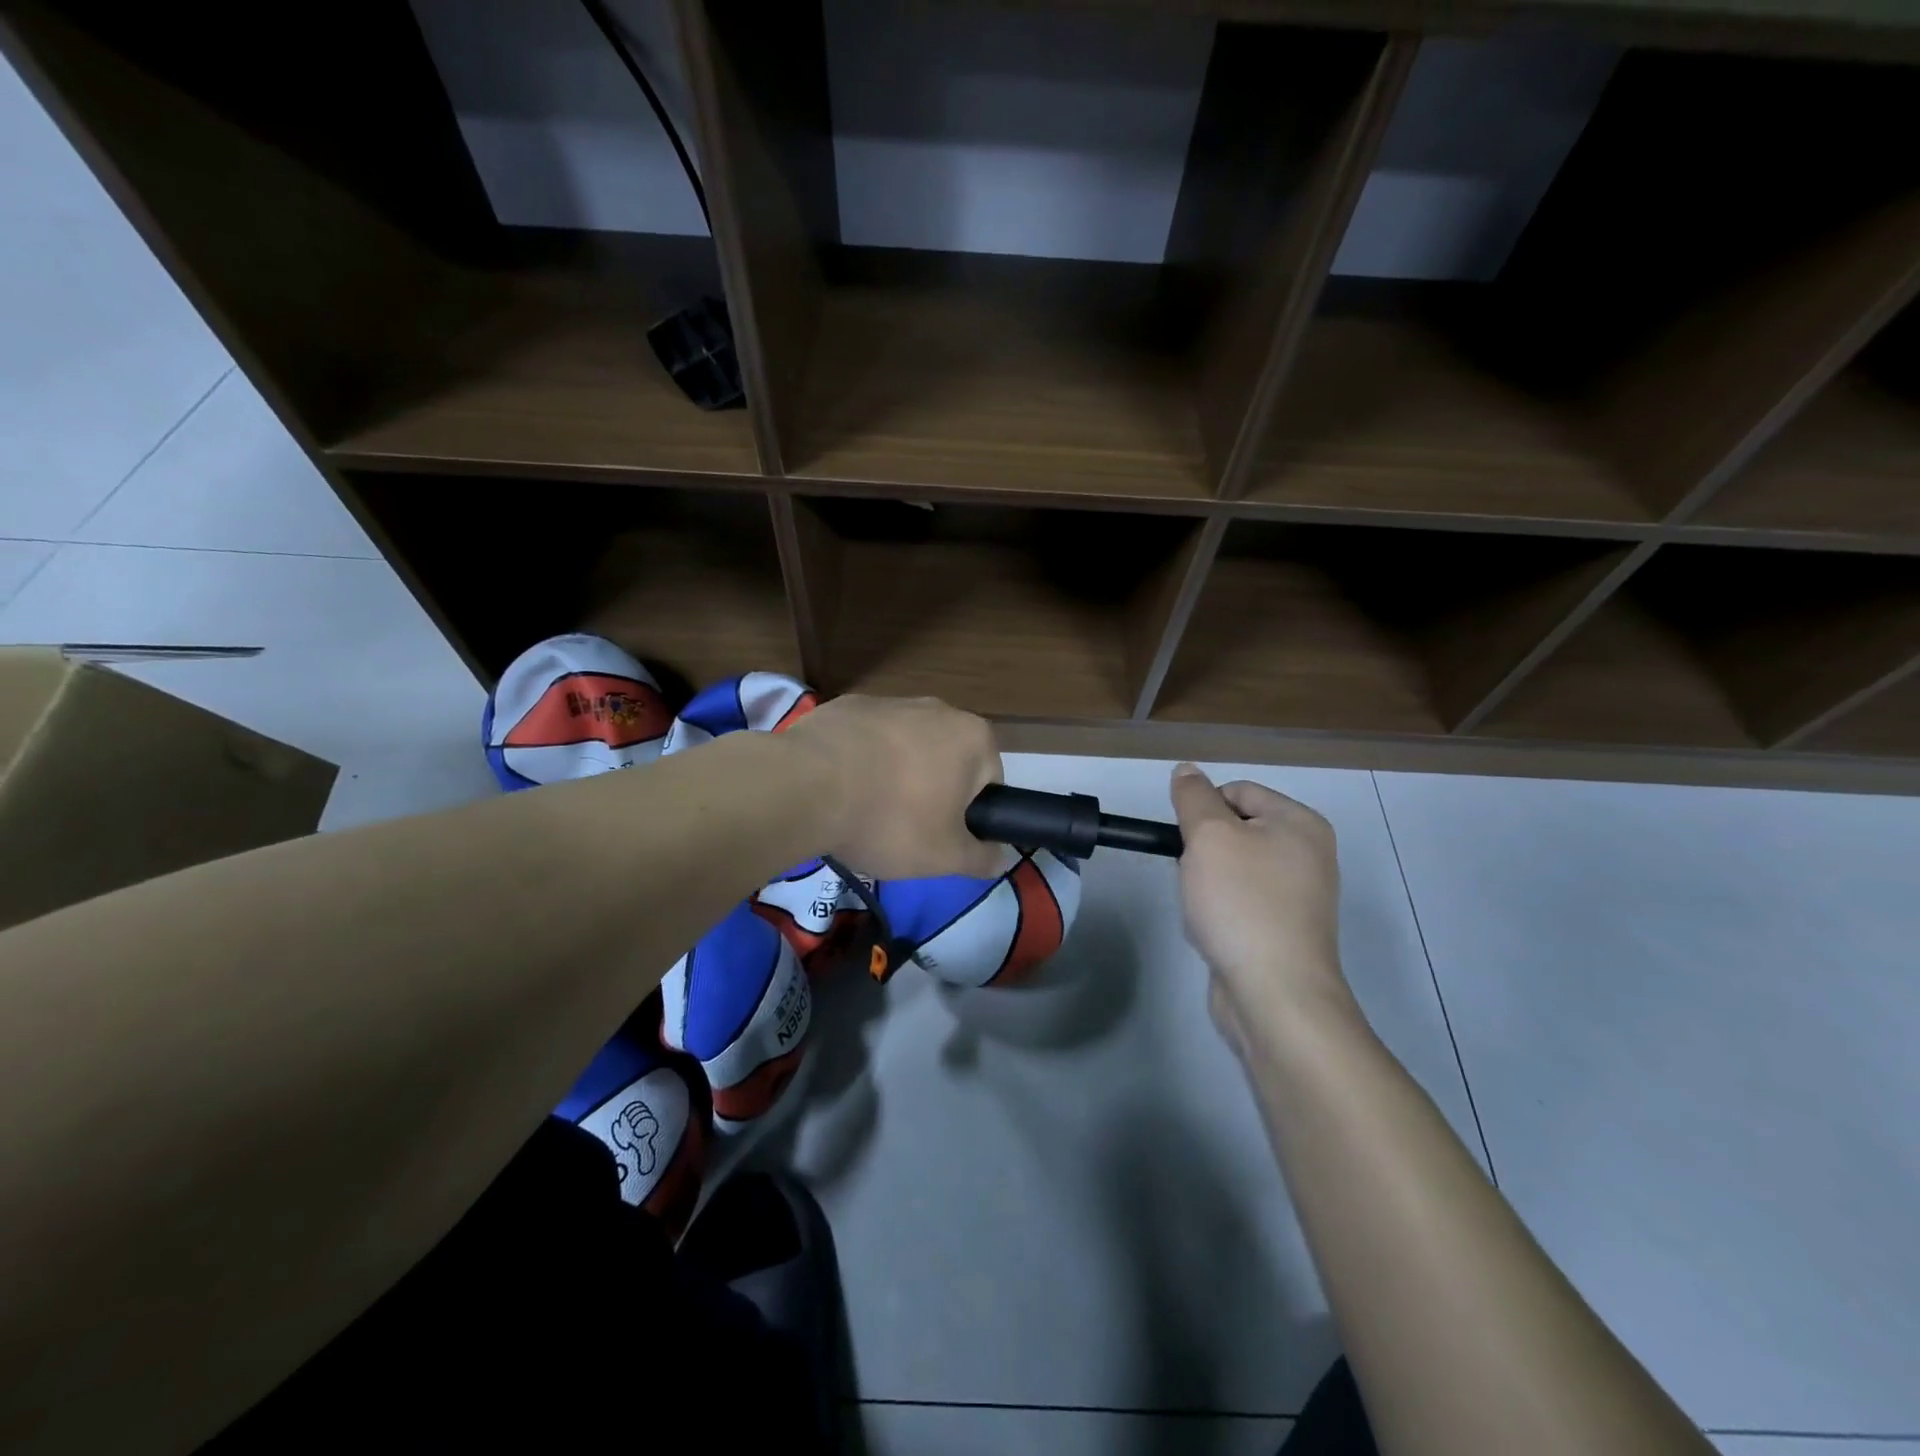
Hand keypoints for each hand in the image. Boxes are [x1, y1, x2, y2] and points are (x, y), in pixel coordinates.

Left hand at [784, 695, 1003, 879]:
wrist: (805, 787)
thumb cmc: (890, 820)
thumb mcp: (945, 857)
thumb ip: (981, 858)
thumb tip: (1000, 857)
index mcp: (973, 737)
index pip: (989, 781)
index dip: (970, 814)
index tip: (942, 836)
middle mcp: (938, 708)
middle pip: (947, 759)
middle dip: (933, 790)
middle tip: (906, 828)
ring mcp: (890, 701)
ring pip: (906, 747)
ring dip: (896, 774)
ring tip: (867, 809)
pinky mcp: (849, 705)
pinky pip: (867, 739)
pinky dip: (861, 759)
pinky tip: (841, 787)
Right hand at [1169, 764, 1359, 1062]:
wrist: (1274, 993)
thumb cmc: (1242, 902)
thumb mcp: (1209, 836)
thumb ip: (1193, 797)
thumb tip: (1186, 771)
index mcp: (1300, 823)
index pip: (1237, 791)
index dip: (1202, 809)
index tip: (1186, 841)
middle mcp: (1308, 853)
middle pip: (1235, 828)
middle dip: (1203, 849)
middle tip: (1194, 874)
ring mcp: (1299, 895)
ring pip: (1233, 867)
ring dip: (1206, 881)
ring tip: (1202, 906)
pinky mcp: (1284, 929)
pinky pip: (1241, 901)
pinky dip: (1220, 909)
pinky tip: (1212, 928)